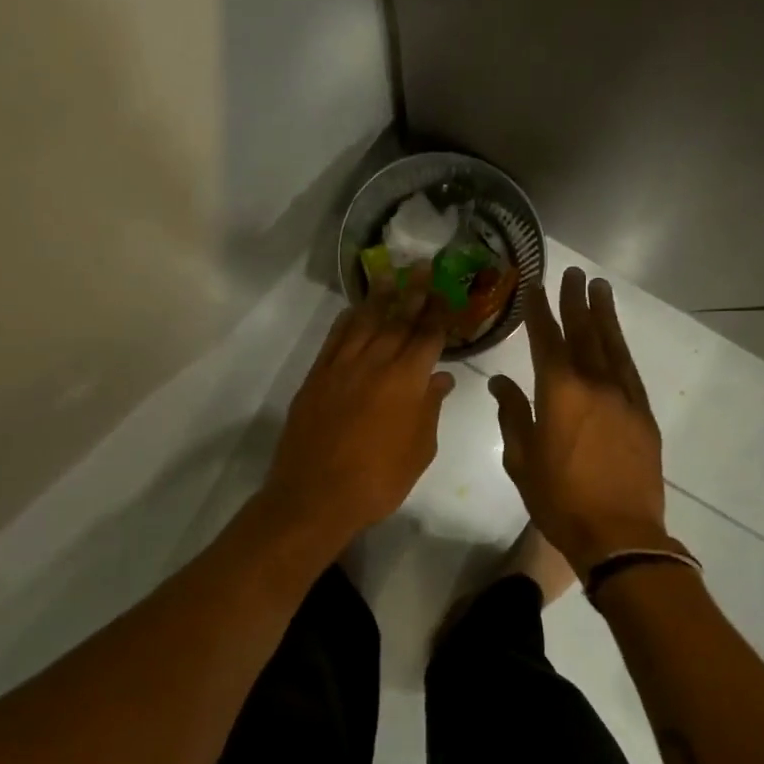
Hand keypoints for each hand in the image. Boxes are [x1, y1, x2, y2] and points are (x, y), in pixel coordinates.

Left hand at [262, 273, 454, 544]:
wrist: (315, 496)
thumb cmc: (378, 480)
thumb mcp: (419, 450)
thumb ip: (430, 409)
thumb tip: (440, 379)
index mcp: (406, 381)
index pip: (428, 336)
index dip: (440, 311)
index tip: (448, 289)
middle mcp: (375, 363)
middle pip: (398, 320)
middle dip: (413, 292)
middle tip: (423, 266)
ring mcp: (342, 367)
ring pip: (364, 322)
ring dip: (379, 296)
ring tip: (390, 273)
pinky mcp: (317, 376)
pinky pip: (335, 338)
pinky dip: (348, 320)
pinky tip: (355, 309)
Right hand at [490, 268, 688, 578]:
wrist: (619, 534)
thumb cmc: (559, 499)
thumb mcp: (521, 459)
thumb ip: (512, 414)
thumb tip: (500, 382)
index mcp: (559, 391)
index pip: (546, 338)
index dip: (540, 310)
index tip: (535, 286)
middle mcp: (594, 383)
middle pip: (584, 331)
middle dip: (576, 300)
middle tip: (573, 273)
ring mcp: (624, 396)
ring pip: (612, 344)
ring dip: (604, 314)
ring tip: (599, 287)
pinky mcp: (643, 413)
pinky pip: (630, 368)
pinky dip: (621, 346)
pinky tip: (616, 337)